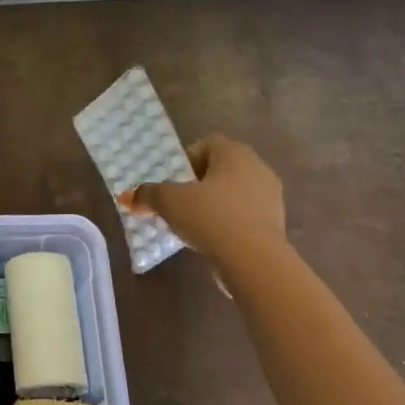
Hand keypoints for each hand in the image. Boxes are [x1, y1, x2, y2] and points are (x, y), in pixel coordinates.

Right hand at [121, 133, 286, 288]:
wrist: (253, 259)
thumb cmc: (210, 217)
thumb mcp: (168, 202)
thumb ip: (147, 195)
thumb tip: (129, 198)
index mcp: (235, 153)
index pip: (208, 144)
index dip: (187, 159)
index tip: (173, 180)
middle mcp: (258, 168)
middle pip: (221, 169)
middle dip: (198, 184)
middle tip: (178, 202)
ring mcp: (271, 197)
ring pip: (234, 194)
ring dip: (214, 205)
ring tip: (193, 224)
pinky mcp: (275, 224)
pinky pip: (245, 216)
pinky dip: (228, 223)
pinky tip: (212, 240)